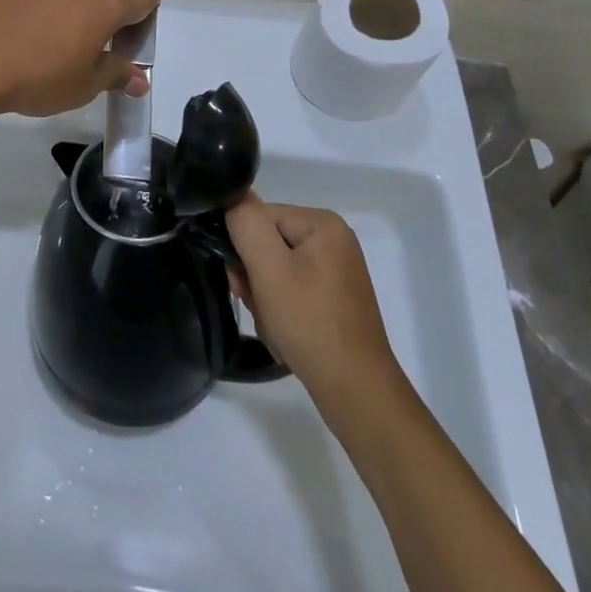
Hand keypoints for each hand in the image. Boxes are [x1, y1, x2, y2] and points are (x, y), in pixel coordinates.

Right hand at [225, 195, 401, 413]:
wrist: (357, 395)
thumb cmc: (311, 324)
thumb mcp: (269, 268)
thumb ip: (246, 224)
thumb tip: (233, 196)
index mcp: (323, 224)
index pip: (261, 218)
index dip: (245, 249)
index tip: (241, 282)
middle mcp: (333, 241)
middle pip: (269, 245)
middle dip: (256, 278)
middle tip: (261, 308)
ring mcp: (336, 273)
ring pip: (277, 273)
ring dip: (266, 299)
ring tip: (275, 328)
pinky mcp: (334, 301)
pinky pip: (293, 293)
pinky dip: (282, 313)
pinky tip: (285, 336)